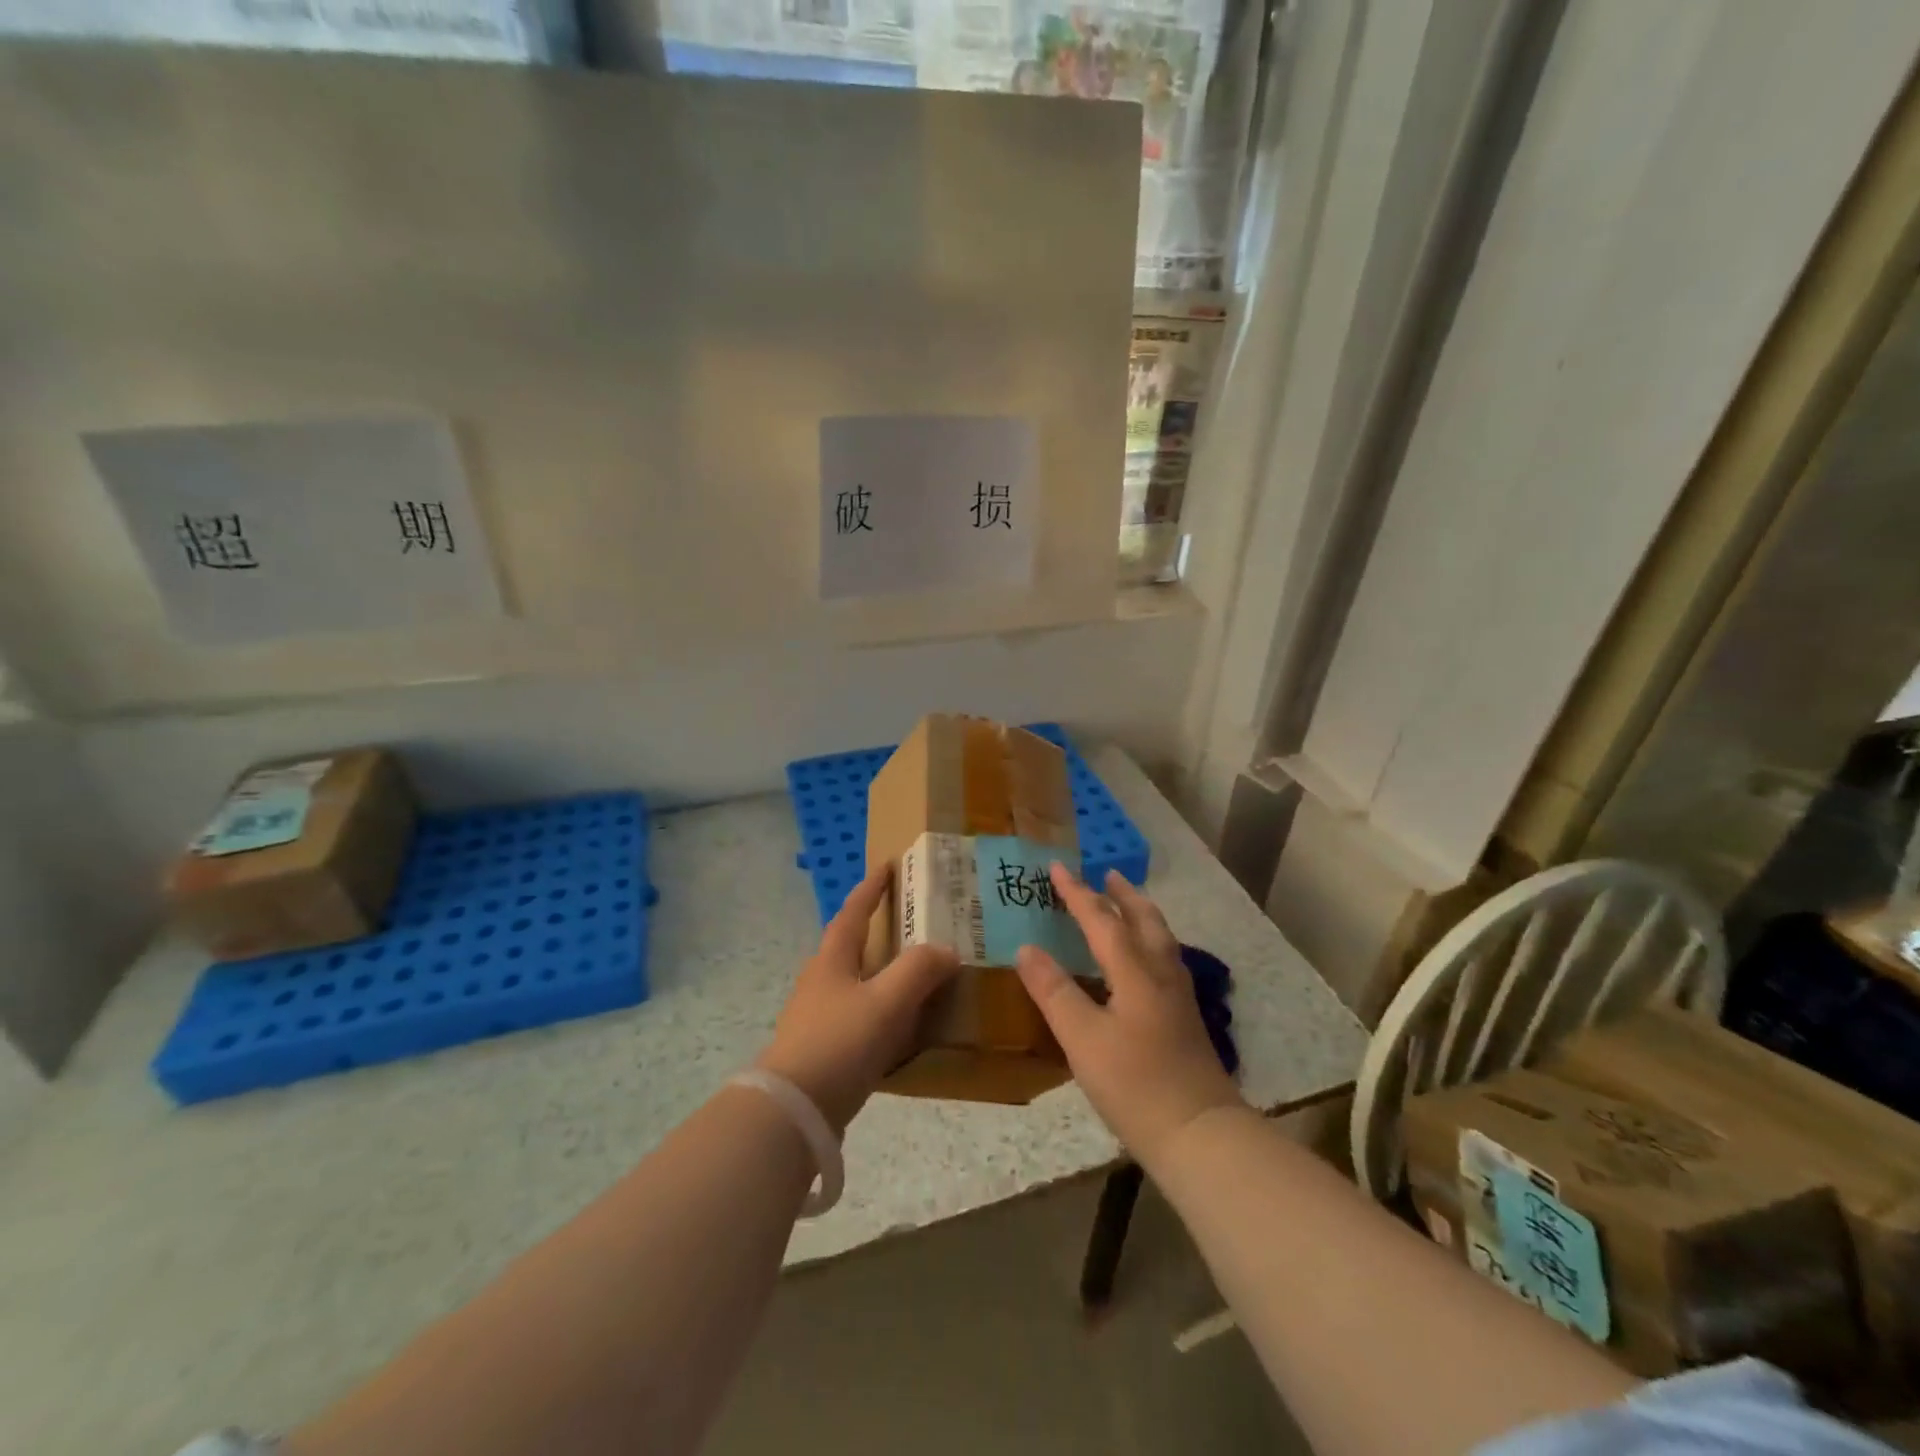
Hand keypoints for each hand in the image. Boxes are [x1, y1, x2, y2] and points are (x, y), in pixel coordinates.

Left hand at [756, 865, 959, 1133]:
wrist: (792, 1110)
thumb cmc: (839, 1042)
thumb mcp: (887, 1002)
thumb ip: (920, 971)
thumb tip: (947, 950)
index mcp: (832, 959)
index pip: (854, 911)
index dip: (872, 887)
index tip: (888, 865)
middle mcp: (821, 981)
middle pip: (850, 944)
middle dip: (877, 929)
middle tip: (911, 923)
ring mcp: (817, 1016)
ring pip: (855, 981)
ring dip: (881, 971)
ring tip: (914, 974)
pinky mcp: (822, 1048)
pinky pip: (858, 1015)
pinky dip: (881, 1008)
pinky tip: (900, 1026)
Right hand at [1016, 865, 1243, 1166]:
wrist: (1200, 1134)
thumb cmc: (1135, 1085)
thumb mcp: (1082, 1040)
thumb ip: (1054, 992)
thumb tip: (1027, 948)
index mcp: (1134, 972)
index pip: (1102, 920)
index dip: (1077, 893)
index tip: (1057, 867)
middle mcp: (1160, 974)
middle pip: (1145, 920)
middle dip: (1123, 894)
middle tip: (1106, 874)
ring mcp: (1178, 996)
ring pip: (1160, 938)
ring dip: (1140, 913)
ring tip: (1125, 905)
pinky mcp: (1185, 1018)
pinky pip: (1164, 959)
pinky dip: (1149, 941)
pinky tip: (1142, 960)